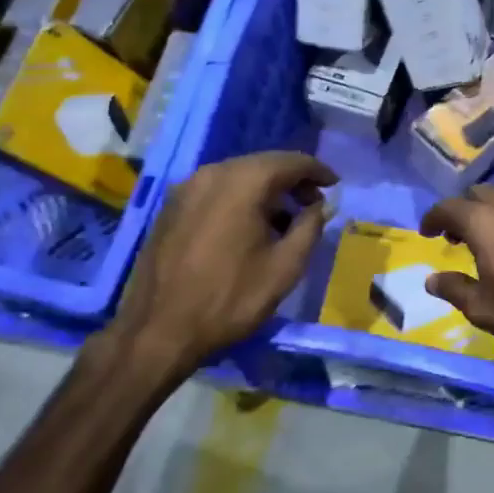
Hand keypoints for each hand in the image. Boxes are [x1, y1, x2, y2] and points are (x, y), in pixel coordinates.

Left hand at [103, 151, 337, 386]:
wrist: (158, 330)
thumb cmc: (230, 298)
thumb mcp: (285, 267)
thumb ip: (310, 227)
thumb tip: (321, 206)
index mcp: (243, 182)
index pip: (291, 161)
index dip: (318, 171)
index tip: (335, 185)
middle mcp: (212, 173)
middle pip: (263, 164)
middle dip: (292, 180)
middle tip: (314, 203)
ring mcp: (187, 188)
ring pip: (238, 176)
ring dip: (266, 190)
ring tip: (285, 219)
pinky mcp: (171, 207)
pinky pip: (216, 190)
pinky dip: (240, 198)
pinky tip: (249, 226)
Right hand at [419, 185, 493, 357]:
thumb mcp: (483, 309)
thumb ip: (454, 289)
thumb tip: (432, 279)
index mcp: (484, 222)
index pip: (448, 207)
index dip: (433, 218)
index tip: (427, 232)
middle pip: (478, 194)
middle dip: (462, 210)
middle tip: (455, 236)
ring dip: (489, 213)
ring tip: (485, 241)